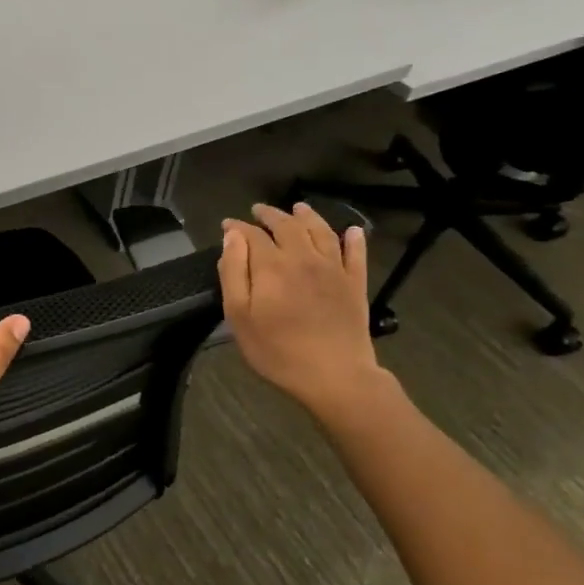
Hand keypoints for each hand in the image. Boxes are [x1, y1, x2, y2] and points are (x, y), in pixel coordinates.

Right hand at [220, 203, 387, 418]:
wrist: (334, 375)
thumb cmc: (277, 350)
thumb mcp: (239, 316)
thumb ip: (233, 273)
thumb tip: (232, 237)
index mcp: (272, 265)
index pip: (252, 235)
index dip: (237, 226)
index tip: (227, 224)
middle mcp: (304, 257)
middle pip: (287, 226)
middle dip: (270, 215)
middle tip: (259, 211)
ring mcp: (333, 269)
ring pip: (320, 231)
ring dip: (308, 216)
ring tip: (298, 209)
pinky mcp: (355, 283)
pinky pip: (356, 254)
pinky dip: (354, 239)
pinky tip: (352, 231)